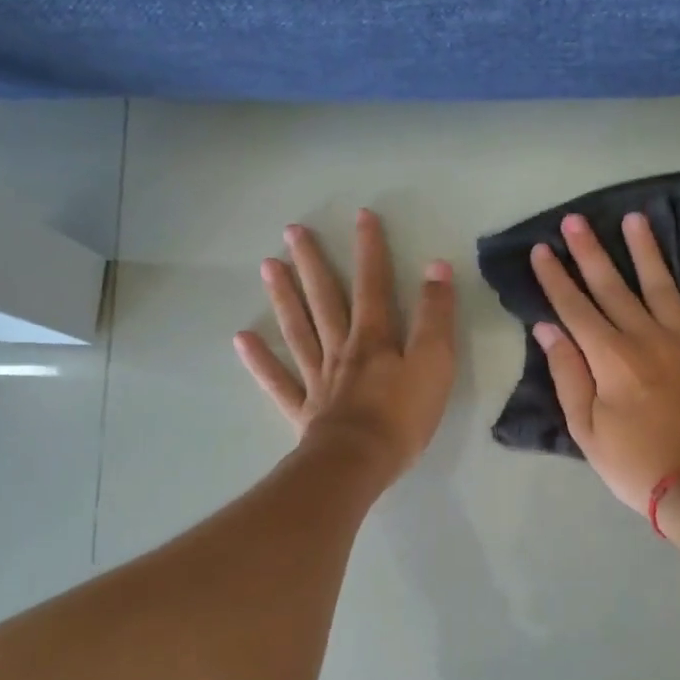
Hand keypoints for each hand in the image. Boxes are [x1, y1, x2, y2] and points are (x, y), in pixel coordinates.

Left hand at [234, 209, 456, 484]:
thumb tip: (436, 266)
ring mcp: (318, 379)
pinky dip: (260, 360)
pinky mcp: (304, 409)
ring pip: (299, 329)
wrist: (360, 463)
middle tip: (292, 232)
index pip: (373, 285)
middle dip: (312, 263)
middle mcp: (341, 349)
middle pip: (325, 299)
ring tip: (268, 266)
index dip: (370, 250)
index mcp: (374, 338)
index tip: (361, 216)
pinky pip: (279, 380)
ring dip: (283, 297)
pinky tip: (242, 339)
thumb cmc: (403, 415)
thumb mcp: (435, 362)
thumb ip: (436, 315)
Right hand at [530, 211, 679, 514]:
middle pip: (614, 288)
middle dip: (590, 252)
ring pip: (663, 286)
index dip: (556, 278)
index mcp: (611, 358)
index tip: (543, 249)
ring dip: (647, 251)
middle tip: (575, 220)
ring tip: (635, 219)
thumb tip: (548, 330)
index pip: (575, 308)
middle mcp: (647, 338)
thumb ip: (568, 375)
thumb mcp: (587, 430)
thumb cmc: (635, 464)